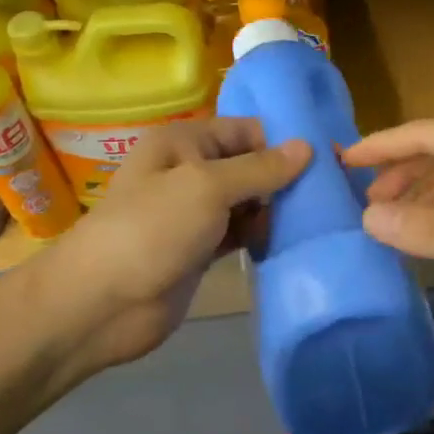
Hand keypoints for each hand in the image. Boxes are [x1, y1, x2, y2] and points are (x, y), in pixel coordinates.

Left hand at [25, 117, 308, 376]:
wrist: (101, 304)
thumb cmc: (152, 230)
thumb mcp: (207, 187)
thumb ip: (259, 168)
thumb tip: (307, 147)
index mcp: (183, 142)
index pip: (244, 130)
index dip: (283, 141)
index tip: (328, 159)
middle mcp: (189, 171)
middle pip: (249, 165)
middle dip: (284, 178)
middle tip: (332, 194)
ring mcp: (194, 214)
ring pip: (247, 202)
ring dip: (276, 210)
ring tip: (320, 220)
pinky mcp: (200, 250)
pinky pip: (240, 234)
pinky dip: (262, 236)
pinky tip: (292, 242)